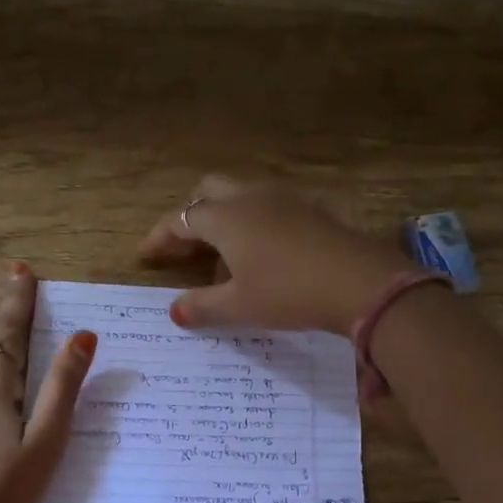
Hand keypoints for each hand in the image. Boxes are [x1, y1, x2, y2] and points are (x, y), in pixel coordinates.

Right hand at [139, 175, 408, 334]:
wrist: (359, 281)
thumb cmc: (288, 292)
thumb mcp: (239, 306)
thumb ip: (201, 307)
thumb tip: (174, 310)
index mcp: (226, 218)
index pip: (180, 219)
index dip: (159, 236)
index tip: (144, 255)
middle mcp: (251, 198)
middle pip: (208, 191)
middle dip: (190, 215)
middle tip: (184, 247)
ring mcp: (284, 199)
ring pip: (240, 196)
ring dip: (223, 218)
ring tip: (222, 256)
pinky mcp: (310, 209)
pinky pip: (267, 207)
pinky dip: (251, 223)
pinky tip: (261, 254)